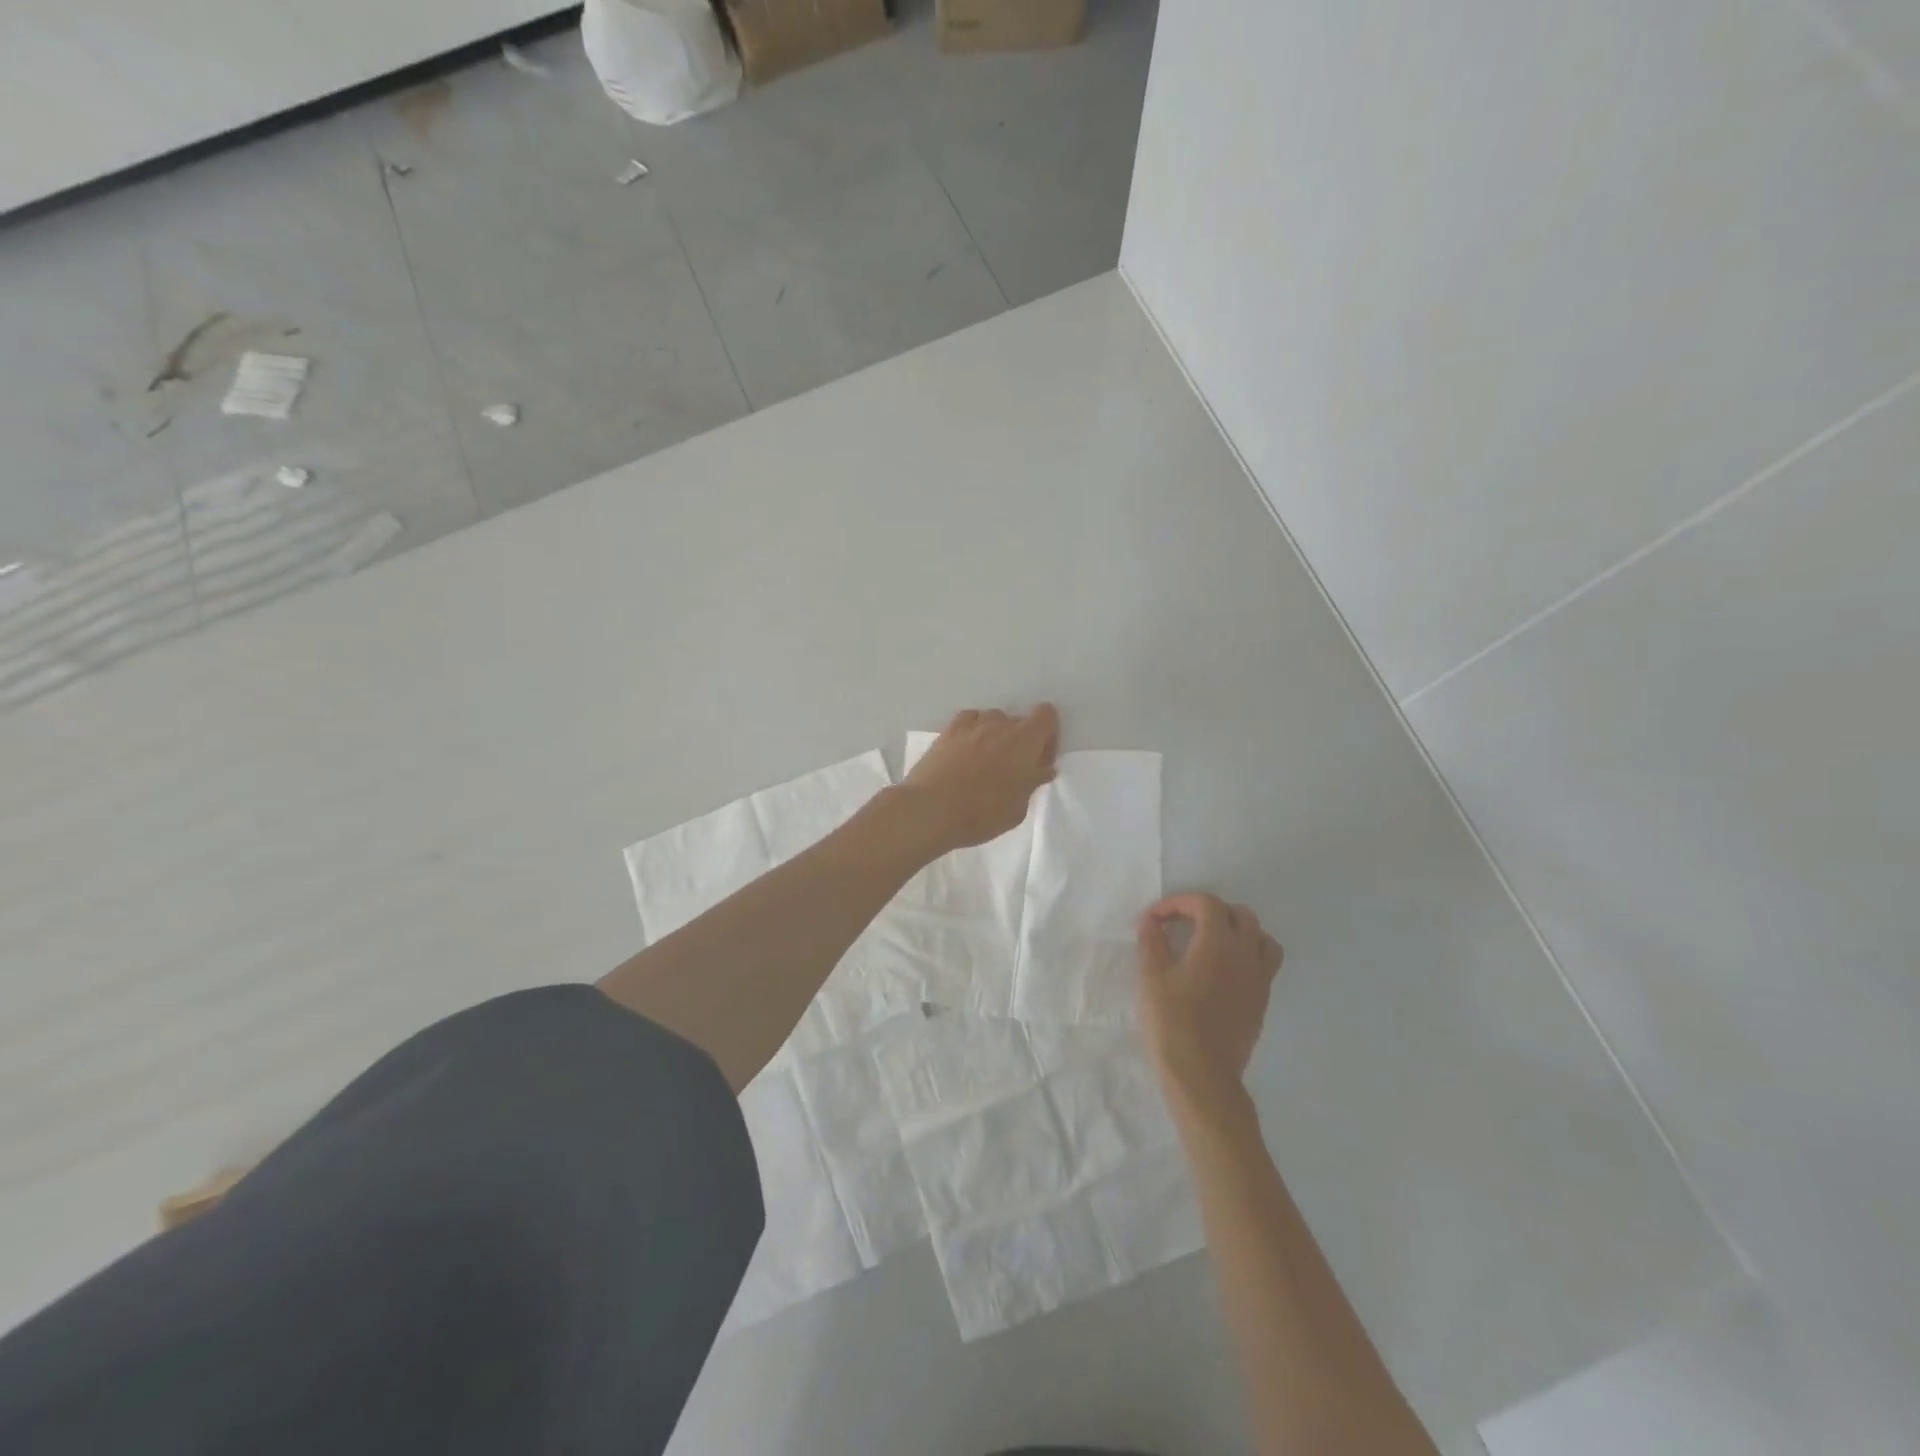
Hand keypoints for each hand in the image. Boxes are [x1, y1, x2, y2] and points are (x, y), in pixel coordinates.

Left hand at [903, 705, 1059, 852]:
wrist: (931, 810)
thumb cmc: (981, 814)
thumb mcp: (1017, 808)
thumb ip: (1032, 783)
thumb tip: (1042, 769)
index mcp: (1025, 740)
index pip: (1047, 715)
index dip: (1048, 736)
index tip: (1039, 761)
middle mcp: (1000, 724)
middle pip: (1019, 721)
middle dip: (1021, 741)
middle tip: (1012, 769)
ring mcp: (972, 724)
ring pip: (993, 720)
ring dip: (996, 736)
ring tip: (985, 762)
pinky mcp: (948, 730)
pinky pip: (969, 721)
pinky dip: (973, 732)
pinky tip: (966, 752)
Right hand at [1138, 893, 1283, 1109]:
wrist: (1202, 1075)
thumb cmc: (1172, 1022)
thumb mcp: (1151, 978)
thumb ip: (1152, 942)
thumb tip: (1151, 922)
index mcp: (1218, 943)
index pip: (1206, 903)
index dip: (1179, 903)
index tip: (1156, 919)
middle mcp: (1246, 954)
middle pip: (1239, 914)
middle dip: (1208, 911)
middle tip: (1181, 925)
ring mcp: (1259, 979)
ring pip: (1260, 937)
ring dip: (1236, 930)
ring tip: (1210, 942)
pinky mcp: (1261, 1000)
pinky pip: (1264, 963)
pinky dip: (1247, 954)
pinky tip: (1222, 970)